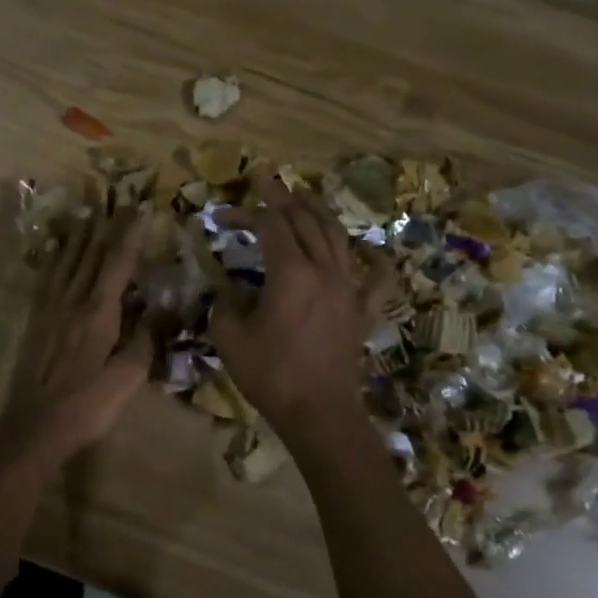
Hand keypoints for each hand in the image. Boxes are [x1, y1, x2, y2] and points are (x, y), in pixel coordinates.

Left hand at [0, 208, 153, 458]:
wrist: (34, 427)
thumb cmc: (86, 406)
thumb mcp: (127, 379)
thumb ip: (147, 339)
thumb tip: (167, 307)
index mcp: (98, 313)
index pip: (117, 264)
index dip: (130, 234)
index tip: (141, 208)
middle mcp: (72, 301)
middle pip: (91, 255)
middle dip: (107, 226)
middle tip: (118, 201)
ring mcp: (50, 309)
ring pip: (66, 261)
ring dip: (79, 235)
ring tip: (88, 212)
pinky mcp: (35, 320)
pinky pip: (45, 278)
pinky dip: (53, 258)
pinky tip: (55, 249)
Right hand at [212, 177, 373, 434]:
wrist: (319, 412)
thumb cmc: (270, 374)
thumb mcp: (229, 338)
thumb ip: (223, 304)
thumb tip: (227, 292)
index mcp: (290, 273)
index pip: (269, 225)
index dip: (245, 213)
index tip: (221, 215)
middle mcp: (324, 270)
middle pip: (306, 221)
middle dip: (282, 198)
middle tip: (265, 184)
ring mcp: (349, 288)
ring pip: (337, 237)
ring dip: (318, 213)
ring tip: (304, 199)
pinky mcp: (362, 310)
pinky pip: (376, 278)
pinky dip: (373, 259)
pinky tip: (370, 250)